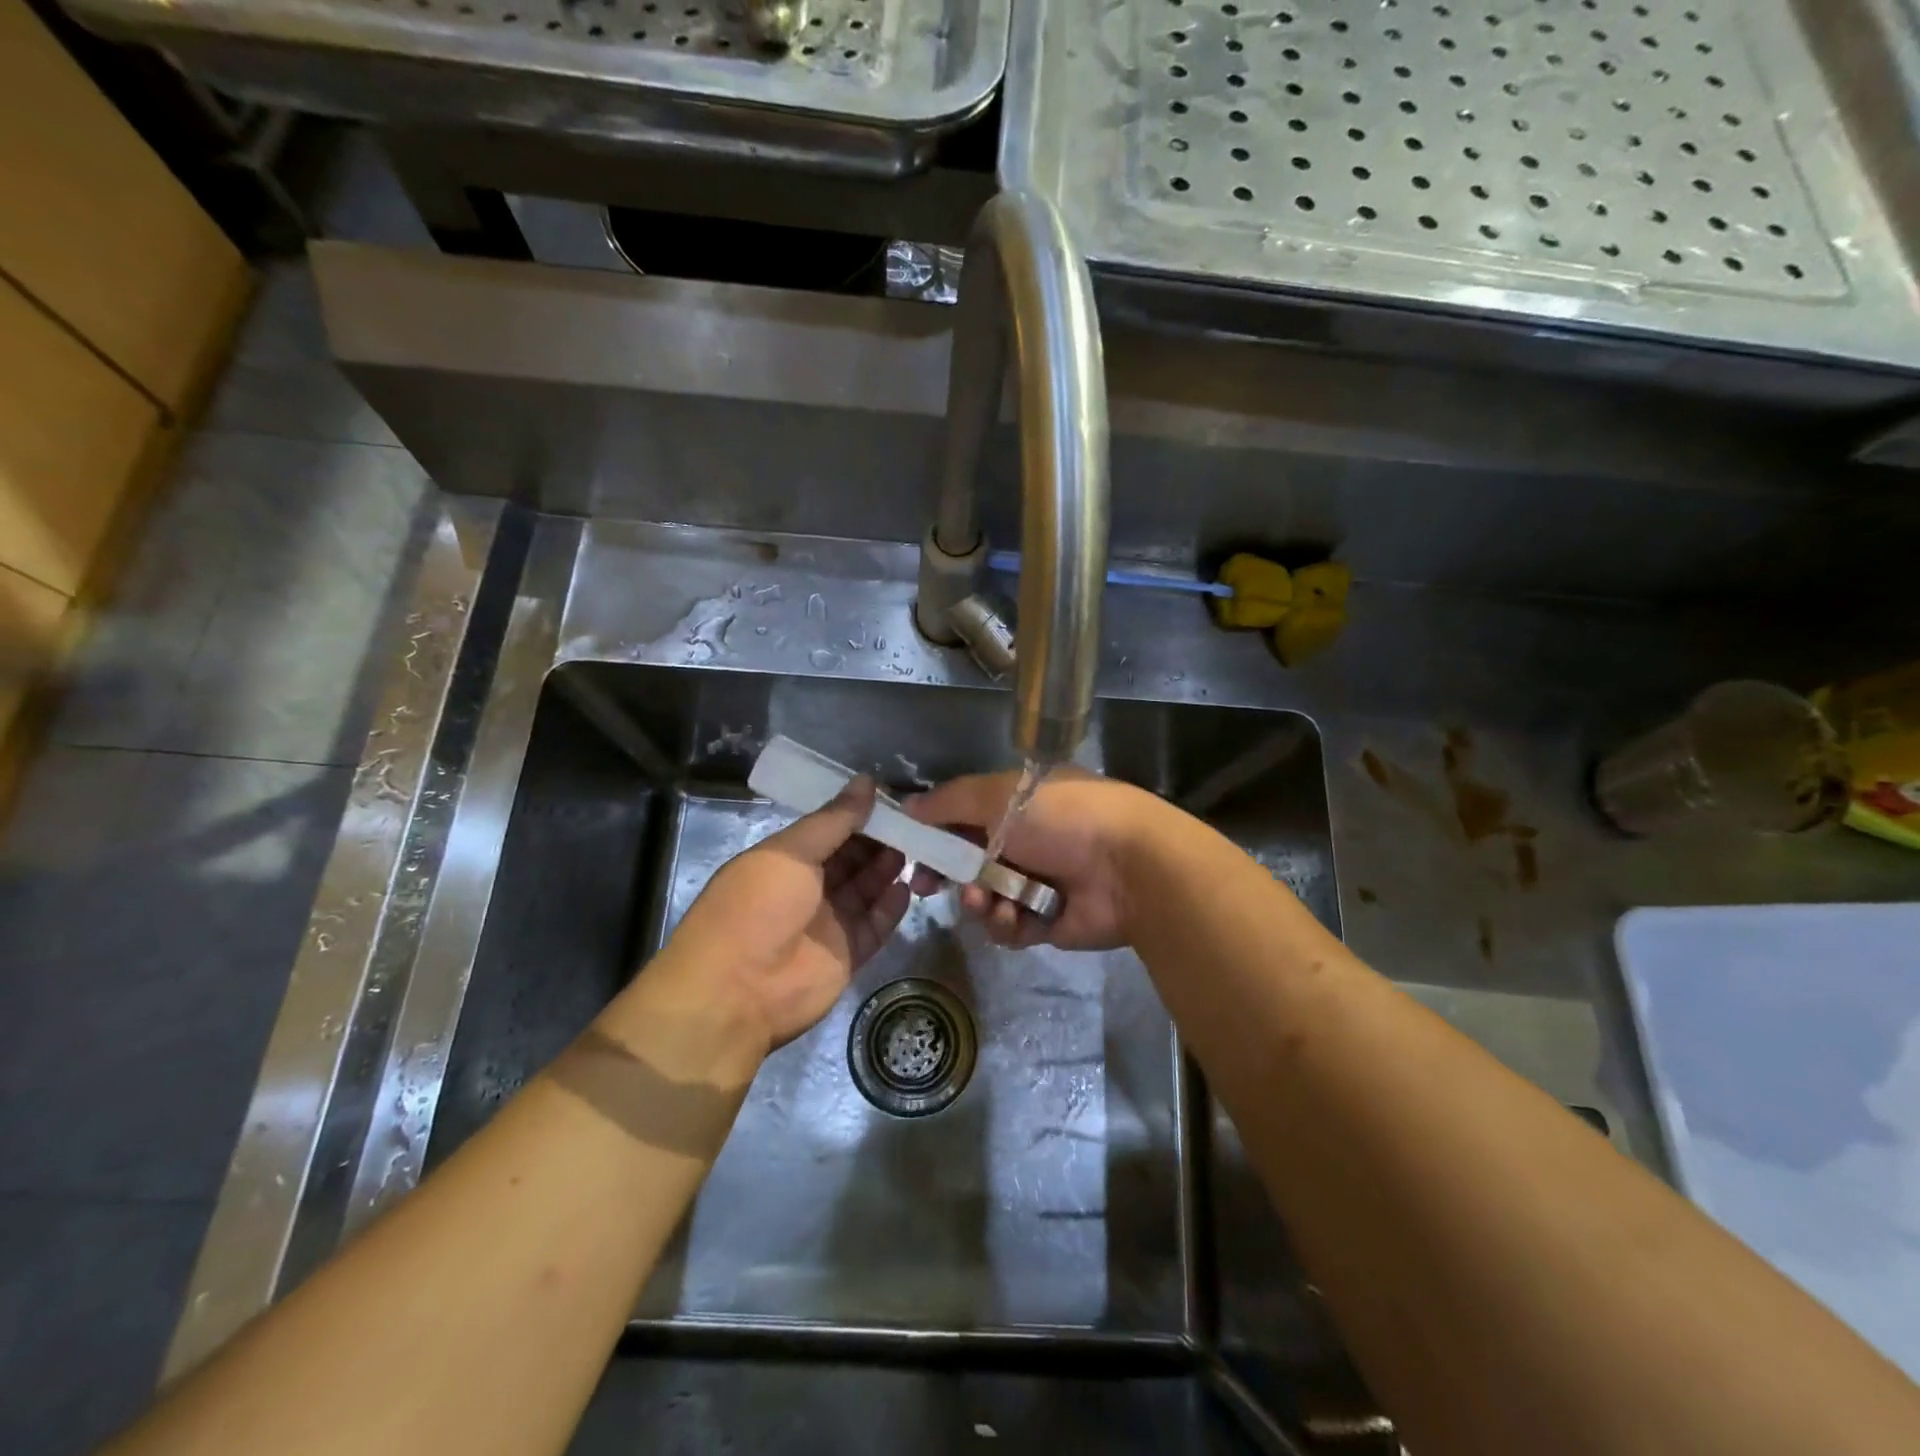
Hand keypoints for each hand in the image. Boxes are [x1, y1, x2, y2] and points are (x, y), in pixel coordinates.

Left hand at [664, 778, 908, 1048]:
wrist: (738, 992)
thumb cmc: (758, 907)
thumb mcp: (791, 852)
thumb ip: (833, 820)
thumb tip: (867, 781)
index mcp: (783, 861)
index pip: (827, 831)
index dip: (856, 815)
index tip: (890, 798)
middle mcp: (805, 890)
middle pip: (850, 859)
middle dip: (878, 840)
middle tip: (914, 822)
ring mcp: (827, 924)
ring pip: (865, 889)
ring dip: (887, 869)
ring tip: (918, 848)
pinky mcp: (846, 956)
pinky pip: (875, 925)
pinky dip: (891, 907)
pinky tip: (908, 887)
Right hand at [905, 769, 1167, 950]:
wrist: (1128, 867)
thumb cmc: (1061, 818)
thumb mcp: (998, 795)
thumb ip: (948, 802)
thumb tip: (908, 807)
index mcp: (1017, 803)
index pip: (963, 817)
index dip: (934, 834)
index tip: (909, 851)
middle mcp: (1026, 840)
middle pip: (969, 861)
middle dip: (947, 874)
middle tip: (926, 887)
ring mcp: (1037, 881)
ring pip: (984, 897)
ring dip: (978, 901)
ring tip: (987, 901)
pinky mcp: (1048, 920)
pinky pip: (1009, 926)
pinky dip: (1006, 923)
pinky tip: (1014, 917)